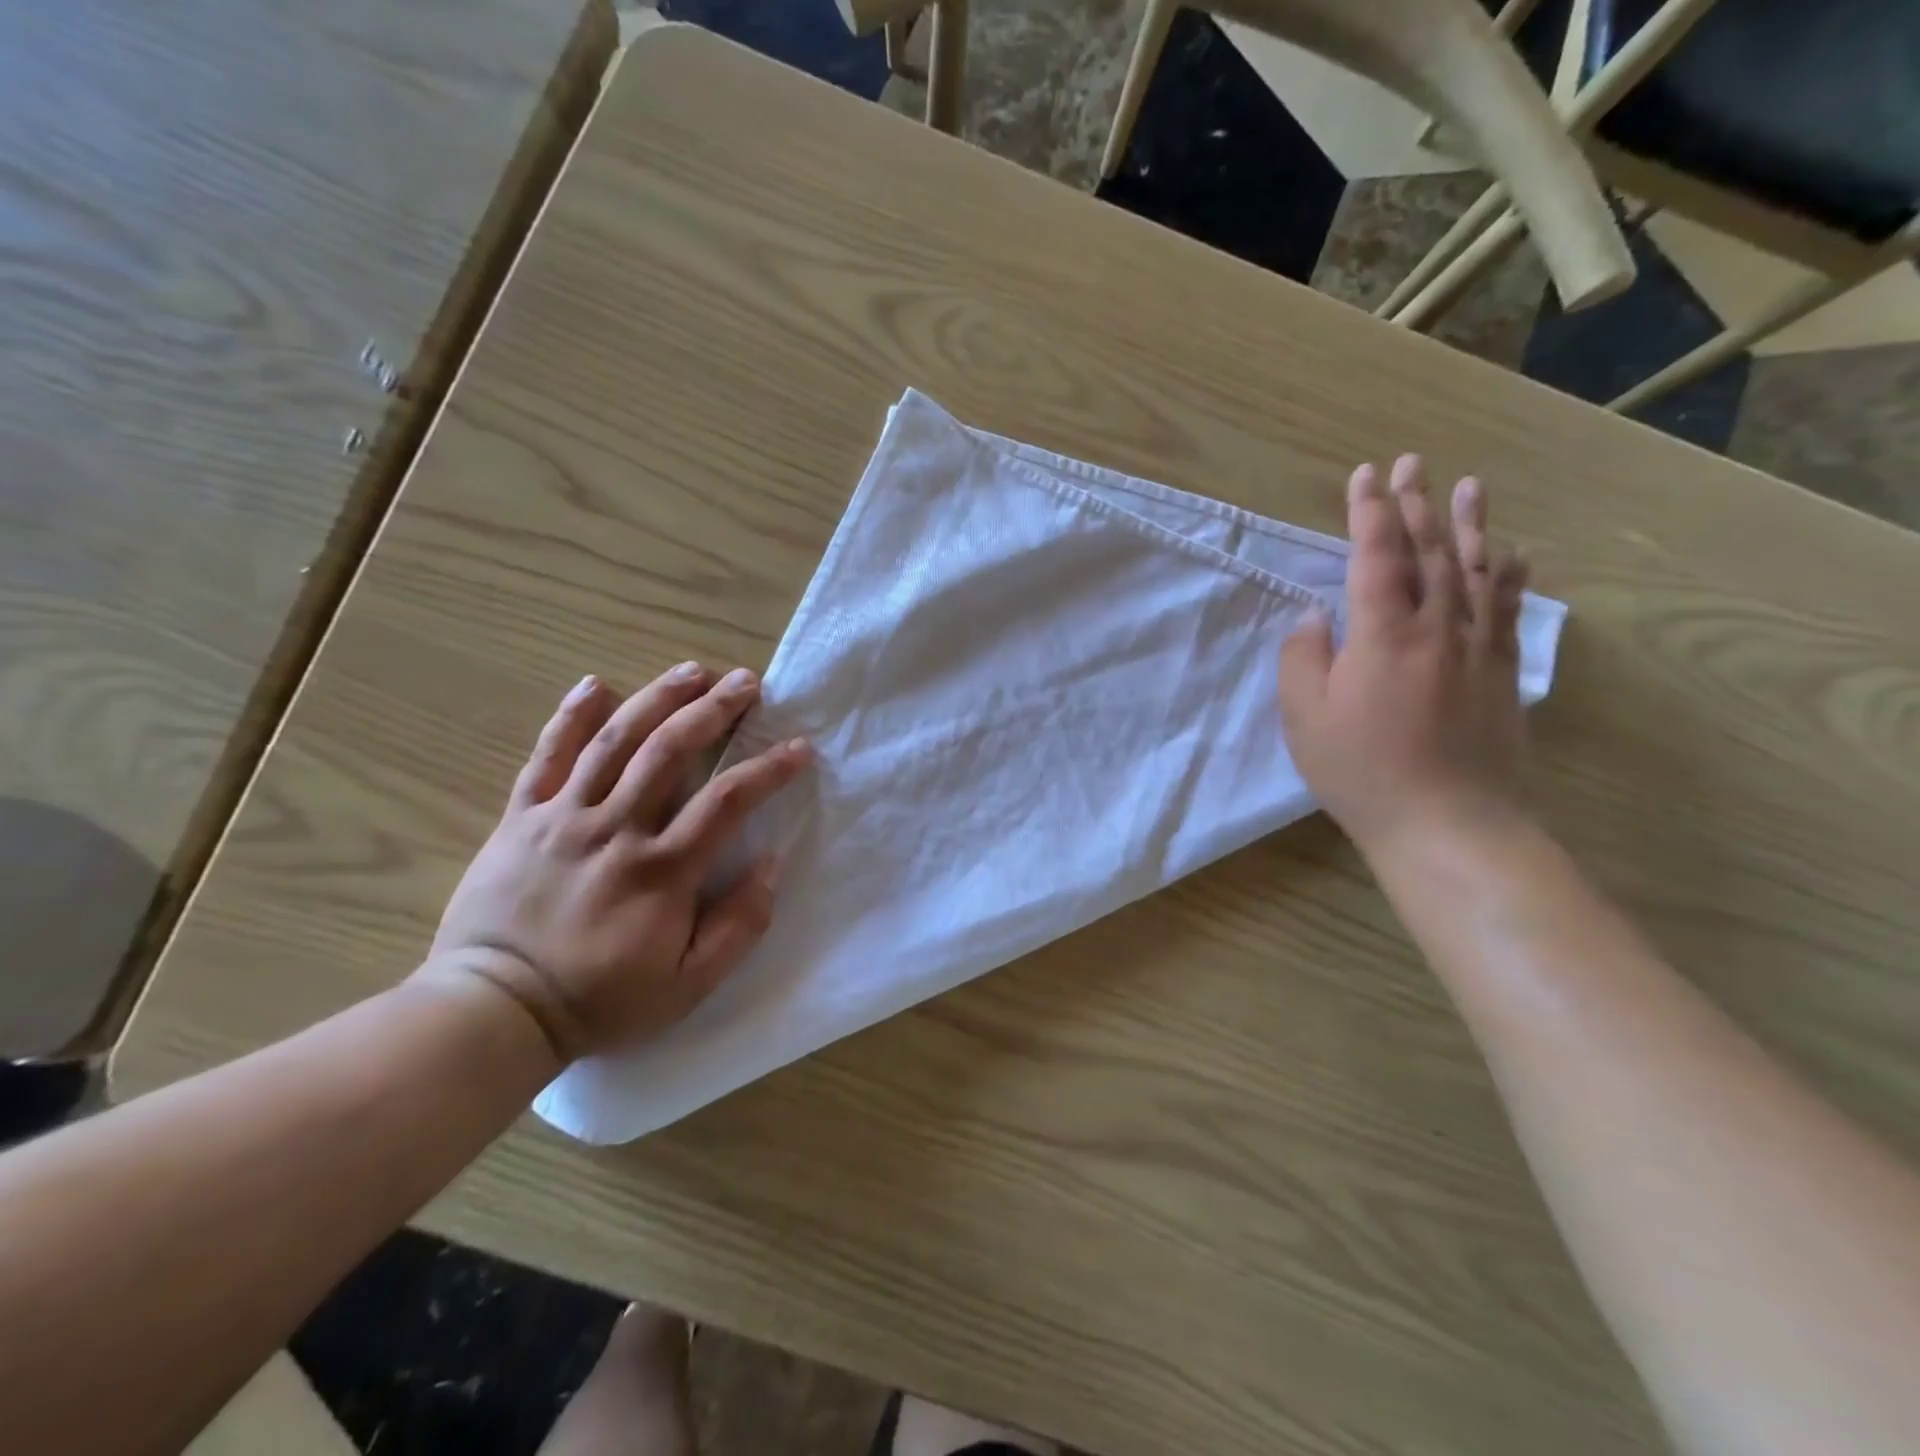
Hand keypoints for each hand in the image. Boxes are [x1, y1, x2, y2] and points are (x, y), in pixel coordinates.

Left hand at [427, 663, 811, 1063]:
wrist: (495, 1012)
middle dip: (714, 710)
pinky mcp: (522, 818)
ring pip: (614, 741)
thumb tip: (769, 863)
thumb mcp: (689, 985)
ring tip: (690, 671)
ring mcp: (564, 817)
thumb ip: (739, 926)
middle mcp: (616, 828)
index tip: (799, 748)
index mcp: (662, 869)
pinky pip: (546, 757)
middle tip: (746, 682)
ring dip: (657, 698)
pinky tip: (594, 684)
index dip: (769, 769)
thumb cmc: (602, 1000)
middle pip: (671, 750)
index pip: (728, 801)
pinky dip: (569, 717)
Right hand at [1278, 455, 1530, 856]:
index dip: (1368, 512)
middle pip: (1428, 551)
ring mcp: (1477, 647)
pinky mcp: (1502, 672)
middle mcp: (1436, 627)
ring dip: (1468, 524)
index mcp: (1382, 634)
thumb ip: (1302, 659)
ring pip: (1474, 570)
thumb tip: (1314, 616)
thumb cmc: (1362, 772)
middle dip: (1415, 503)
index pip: (1375, 556)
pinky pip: (1508, 609)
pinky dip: (1508, 574)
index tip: (1363, 476)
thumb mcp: (1304, 719)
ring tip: (1467, 485)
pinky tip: (1510, 554)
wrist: (1449, 823)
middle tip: (1410, 464)